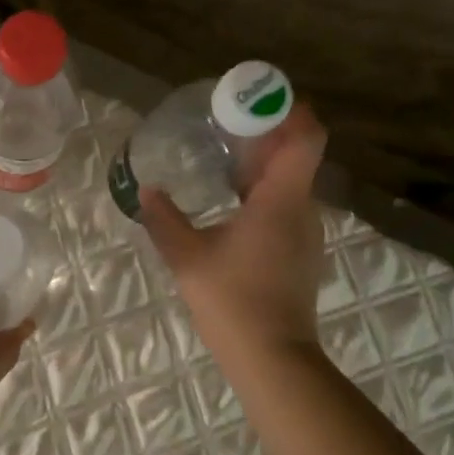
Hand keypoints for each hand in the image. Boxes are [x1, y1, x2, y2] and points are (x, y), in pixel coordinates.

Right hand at [141, 103, 328, 365]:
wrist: (274, 359)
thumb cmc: (233, 301)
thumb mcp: (187, 258)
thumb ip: (164, 219)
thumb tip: (147, 191)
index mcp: (282, 200)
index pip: (306, 137)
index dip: (289, 109)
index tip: (255, 96)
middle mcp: (302, 209)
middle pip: (296, 155)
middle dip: (264, 132)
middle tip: (224, 121)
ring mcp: (305, 233)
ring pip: (290, 182)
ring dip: (263, 163)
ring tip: (223, 157)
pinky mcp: (298, 253)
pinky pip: (285, 205)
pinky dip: (263, 191)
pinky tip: (231, 202)